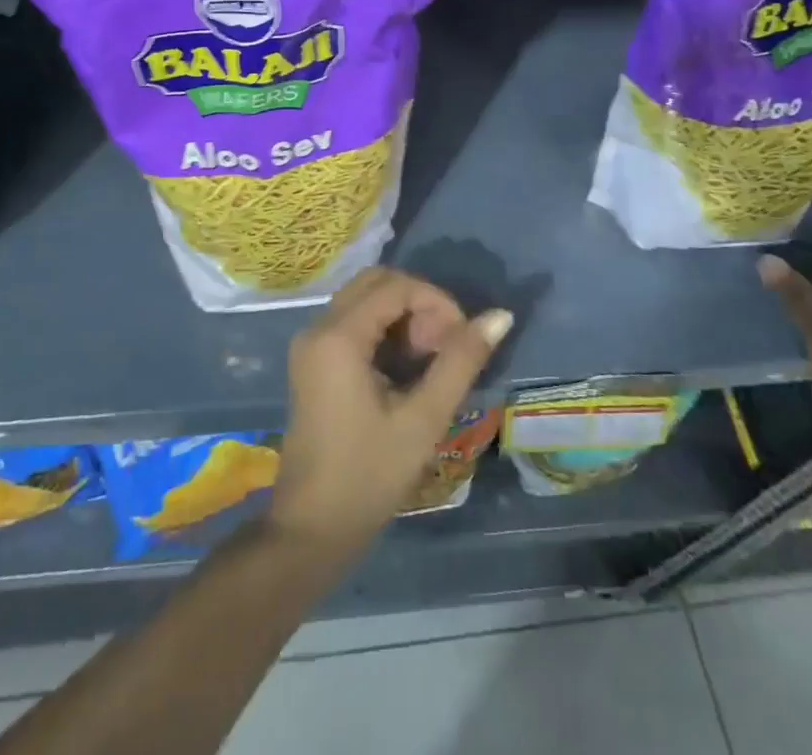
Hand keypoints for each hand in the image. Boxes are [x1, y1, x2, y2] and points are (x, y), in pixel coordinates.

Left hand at [268, 267, 511, 558]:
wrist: (312, 529)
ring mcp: (311, 343)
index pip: (395, 286)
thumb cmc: (369, 475)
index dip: (436, 301)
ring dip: (403, 316)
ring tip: (432, 358)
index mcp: (338, 336)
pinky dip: (385, 330)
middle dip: (418, 303)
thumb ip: (461, 361)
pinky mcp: (313, 360)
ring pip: (364, 299)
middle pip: (376, 282)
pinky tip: (407, 367)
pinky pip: (353, 321)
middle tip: (446, 345)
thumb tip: (500, 316)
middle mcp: (318, 327)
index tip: (463, 338)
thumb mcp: (423, 418)